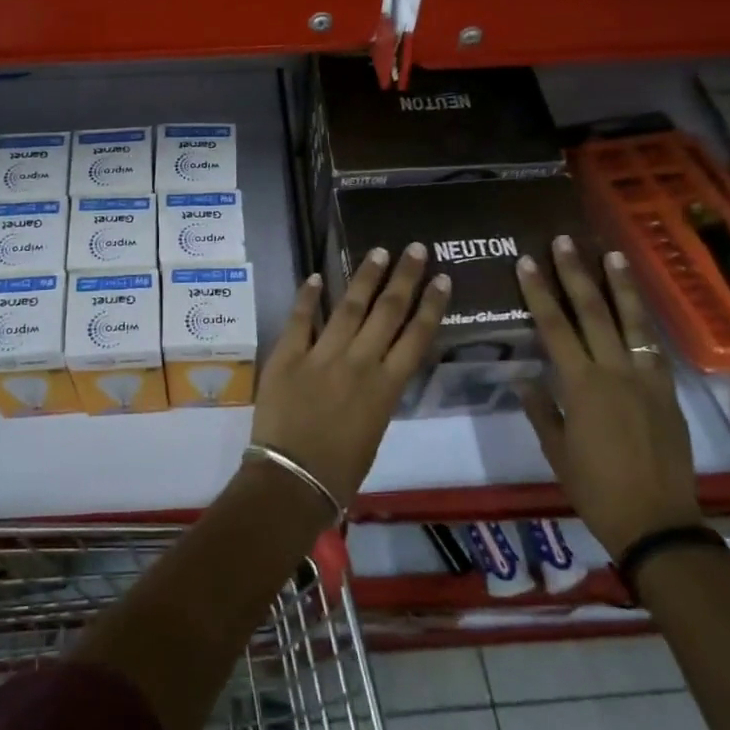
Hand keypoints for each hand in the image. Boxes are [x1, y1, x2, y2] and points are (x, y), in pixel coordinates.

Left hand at [249, 245, 450, 507]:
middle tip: (415, 249)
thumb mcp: (374, 430)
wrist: (292, 480)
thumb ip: (378, 393)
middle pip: (388, 311)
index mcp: (386, 387)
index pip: (416, 337)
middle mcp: (359, 363)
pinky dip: (308, 297)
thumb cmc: (340, 470)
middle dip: (404, 278)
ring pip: (349, 307)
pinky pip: (300, 319)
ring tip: (378, 252)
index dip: (431, 305)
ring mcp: (322, 356)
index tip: (442, 279)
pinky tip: (315, 275)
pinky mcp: (287, 356)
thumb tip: (378, 367)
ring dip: (365, 277)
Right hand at [516, 237, 700, 557]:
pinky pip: (653, 348)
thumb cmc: (595, 488)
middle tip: (565, 242)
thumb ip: (540, 408)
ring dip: (619, 286)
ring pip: (631, 322)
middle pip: (593, 313)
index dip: (539, 292)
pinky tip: (638, 307)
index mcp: (581, 385)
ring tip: (611, 255)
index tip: (527, 262)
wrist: (657, 521)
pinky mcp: (668, 393)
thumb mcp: (556, 451)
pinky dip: (644, 323)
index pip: (554, 326)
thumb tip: (523, 377)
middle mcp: (615, 372)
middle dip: (576, 274)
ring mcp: (646, 380)